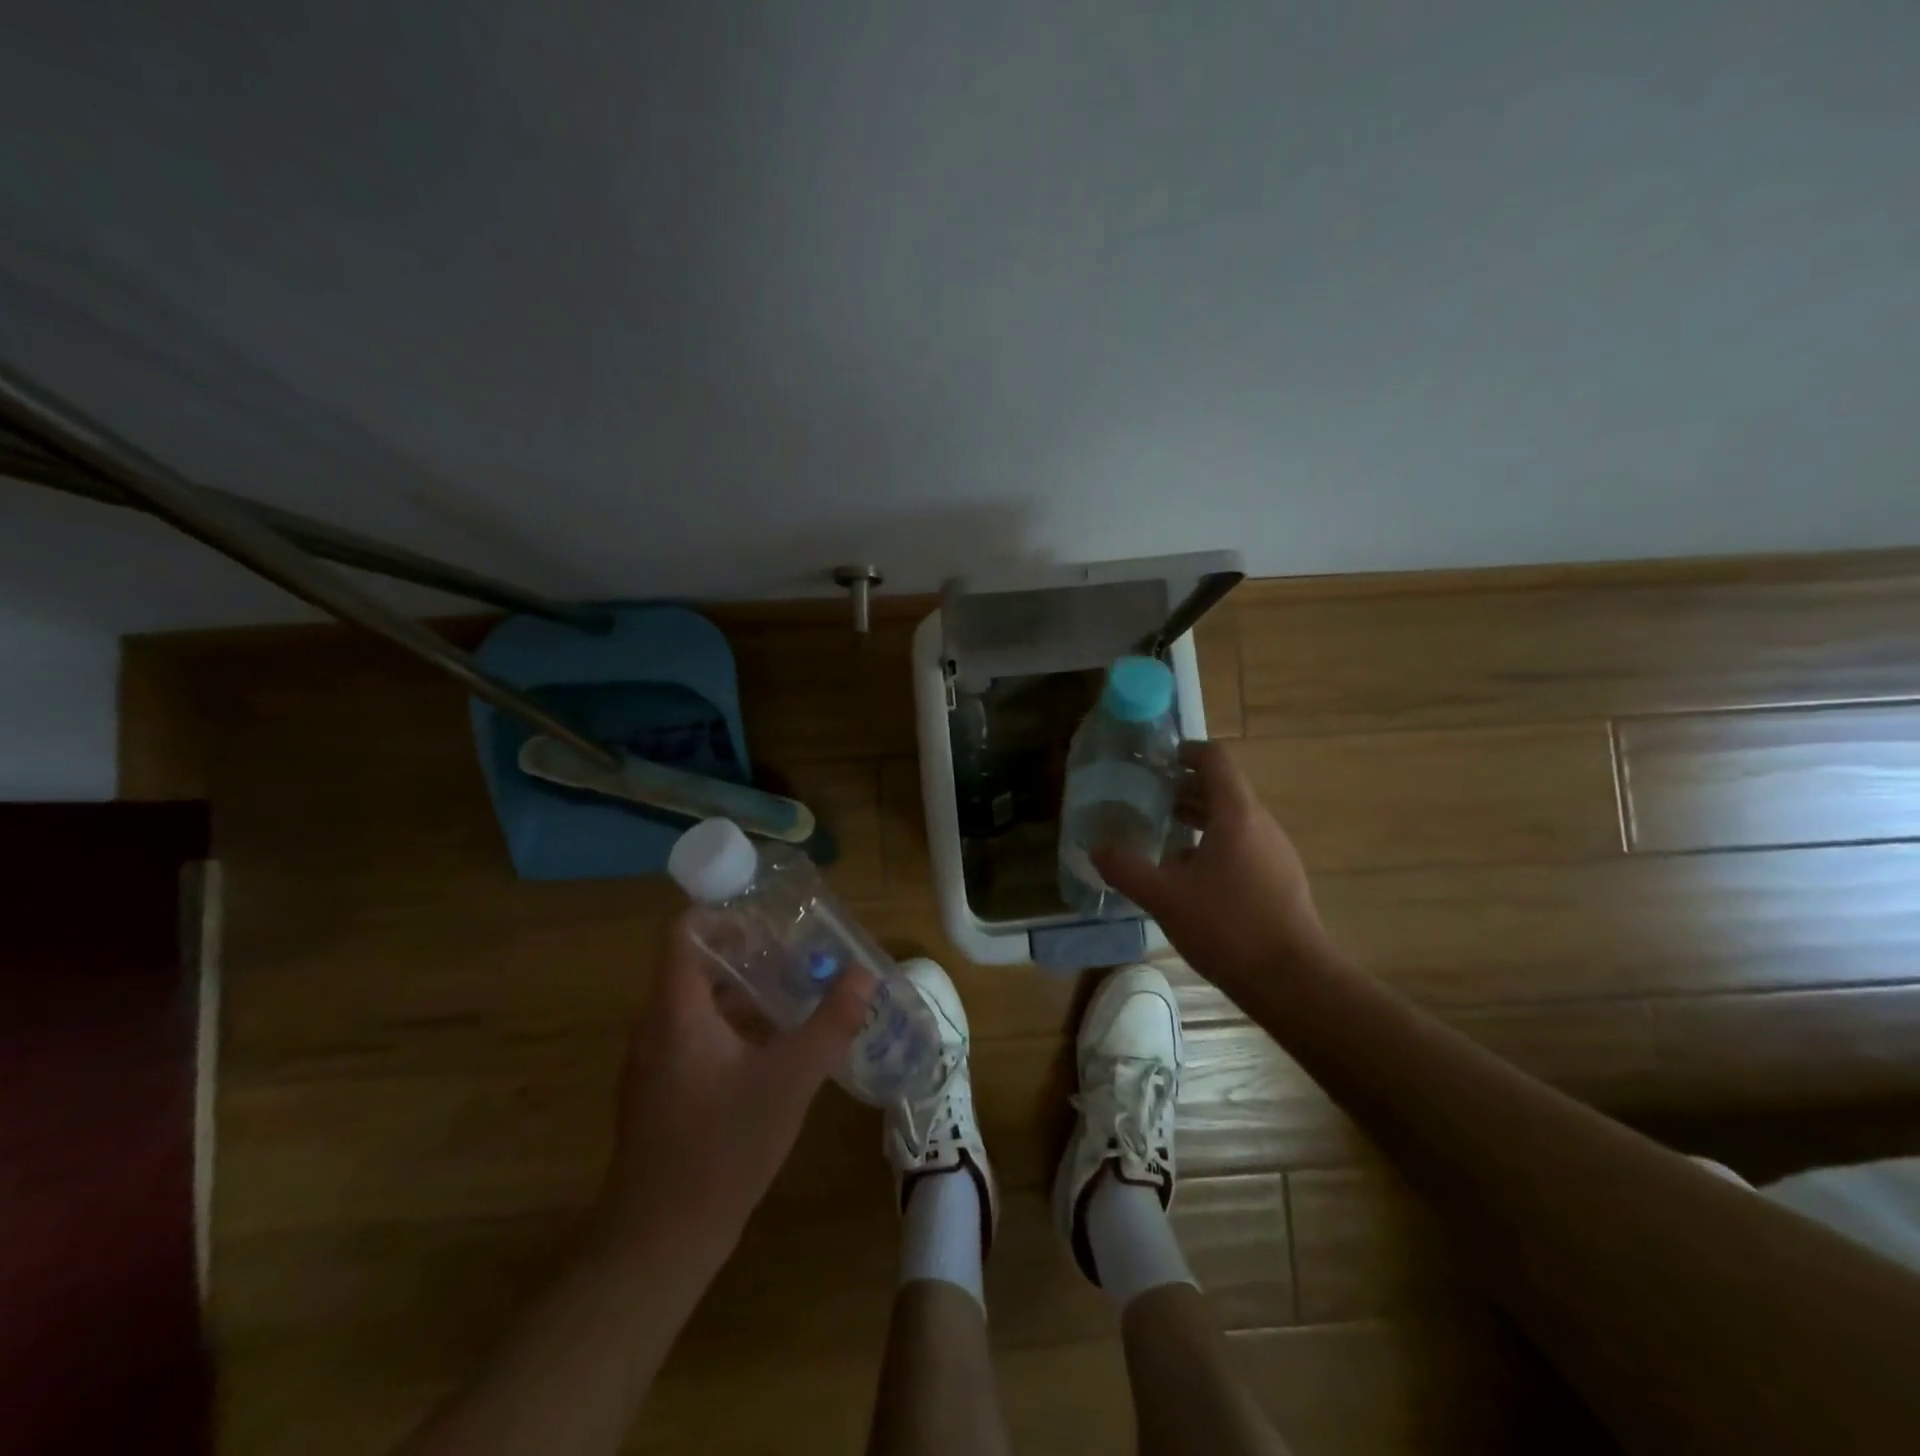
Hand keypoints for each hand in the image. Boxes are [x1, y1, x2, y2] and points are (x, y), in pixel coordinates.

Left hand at [593, 915, 874, 1258]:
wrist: (659, 1242)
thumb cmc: (722, 1148)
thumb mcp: (789, 1081)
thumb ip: (830, 1024)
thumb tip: (864, 974)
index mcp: (676, 1013)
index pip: (683, 934)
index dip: (722, 915)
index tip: (768, 920)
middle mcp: (656, 1028)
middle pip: (696, 967)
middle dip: (748, 956)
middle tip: (797, 955)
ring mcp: (654, 1064)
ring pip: (698, 1005)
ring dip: (744, 994)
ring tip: (794, 995)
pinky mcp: (661, 1093)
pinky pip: (695, 1037)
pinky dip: (733, 1028)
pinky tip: (774, 1050)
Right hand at [1093, 739, 1327, 994]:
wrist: (1293, 981)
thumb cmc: (1227, 926)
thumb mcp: (1164, 897)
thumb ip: (1126, 869)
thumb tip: (1097, 848)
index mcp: (1236, 814)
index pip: (1216, 760)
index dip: (1187, 751)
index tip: (1157, 762)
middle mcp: (1261, 825)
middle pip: (1223, 790)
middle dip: (1185, 789)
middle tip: (1148, 801)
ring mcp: (1276, 854)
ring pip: (1234, 820)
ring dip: (1199, 820)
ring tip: (1163, 838)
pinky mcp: (1281, 882)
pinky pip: (1244, 847)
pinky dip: (1215, 846)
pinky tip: (1191, 879)